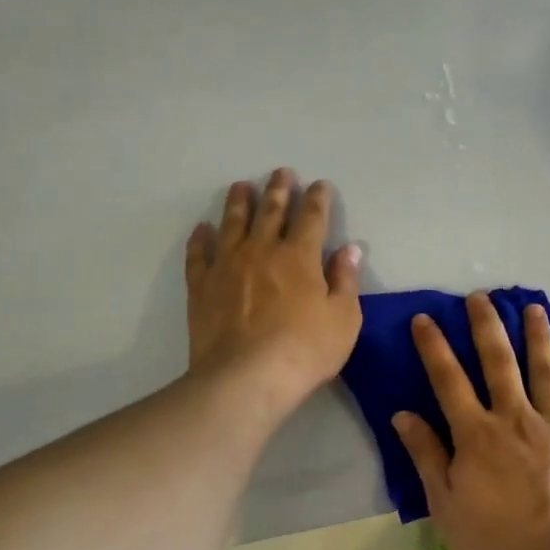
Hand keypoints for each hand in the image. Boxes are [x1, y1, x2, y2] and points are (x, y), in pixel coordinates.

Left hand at [185, 170, 362, 415]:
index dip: (318, 198)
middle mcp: (262, 250)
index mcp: (300, 256)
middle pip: (271, 211)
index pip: (312, 216)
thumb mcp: (343, 318)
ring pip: (233, 223)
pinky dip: (200, 239)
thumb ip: (346, 280)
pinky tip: (202, 229)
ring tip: (240, 186)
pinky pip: (199, 255)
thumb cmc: (304, 350)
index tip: (320, 185)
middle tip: (280, 172)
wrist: (245, 378)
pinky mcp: (202, 286)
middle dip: (278, 189)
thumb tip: (350, 249)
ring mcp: (228, 265)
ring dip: (239, 202)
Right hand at [392, 293, 549, 549]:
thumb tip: (402, 414)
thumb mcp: (445, 505)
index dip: (433, 347)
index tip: (424, 318)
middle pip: (499, 362)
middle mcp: (515, 417)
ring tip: (534, 307)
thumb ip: (426, 455)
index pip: (448, 379)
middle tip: (481, 296)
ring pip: (545, 371)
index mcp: (476, 433)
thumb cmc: (494, 543)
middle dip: (487, 325)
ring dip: (538, 336)